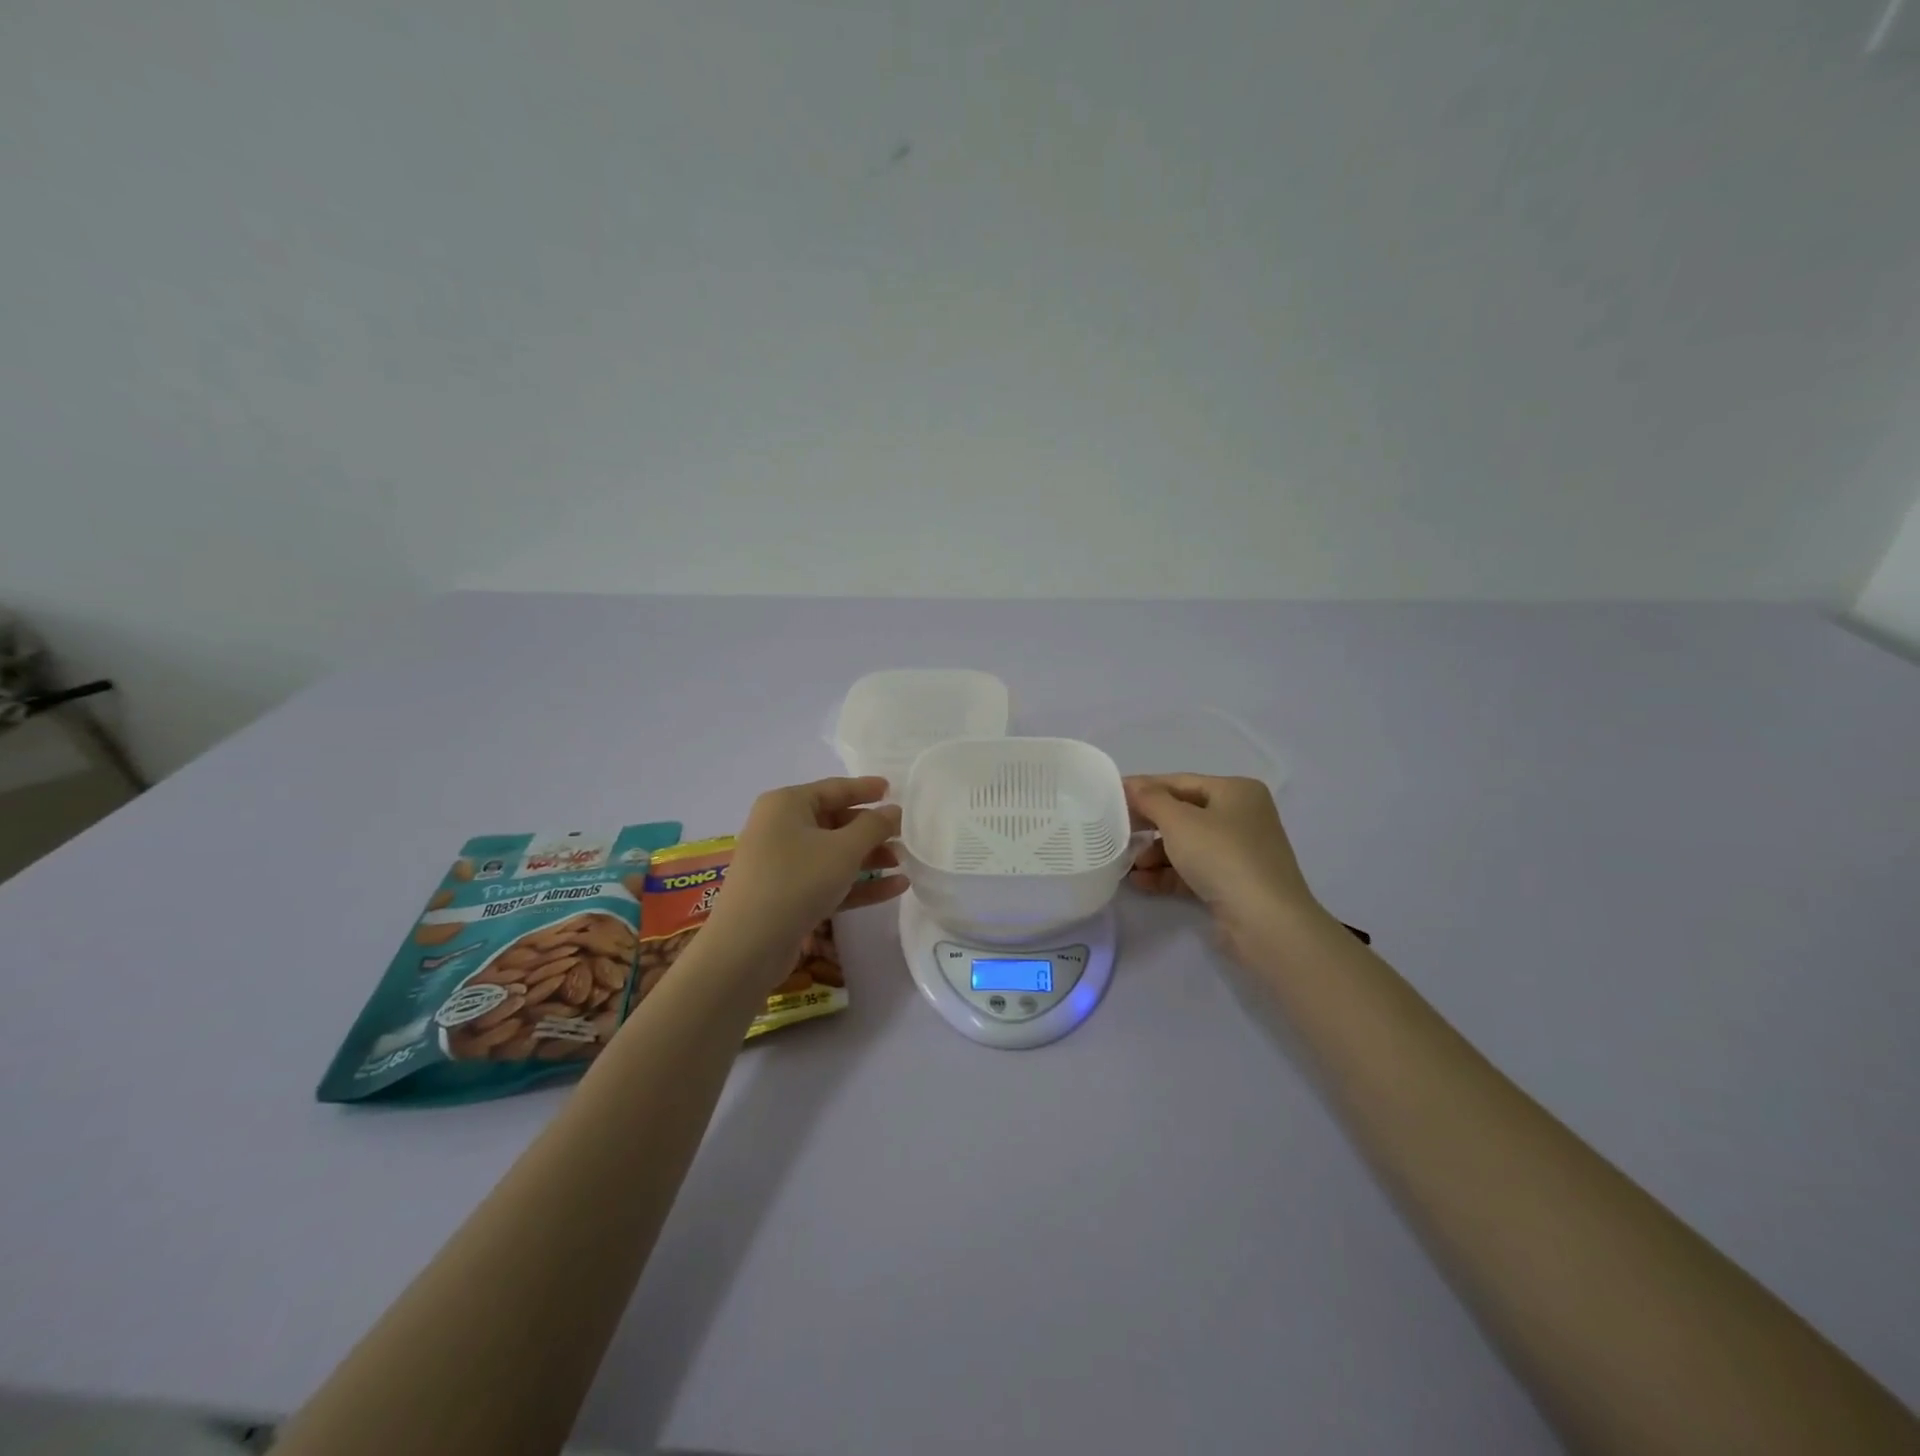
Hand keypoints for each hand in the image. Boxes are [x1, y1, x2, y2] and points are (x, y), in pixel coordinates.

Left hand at [703, 777, 907, 960]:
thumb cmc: (797, 881)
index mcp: (787, 804)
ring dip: (869, 858)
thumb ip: (874, 826)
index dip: (866, 789)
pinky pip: (829, 880)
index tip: (894, 790)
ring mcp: (783, 864)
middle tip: (905, 835)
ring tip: (904, 863)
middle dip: (872, 830)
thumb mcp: (843, 849)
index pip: (834, 789)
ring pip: (834, 854)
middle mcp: (781, 828)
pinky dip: (859, 883)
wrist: (748, 946)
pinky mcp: (788, 895)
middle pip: (835, 822)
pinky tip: (896, 888)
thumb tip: (893, 811)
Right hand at [1124, 775, 1322, 959]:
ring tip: (1128, 866)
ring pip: (1187, 844)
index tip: (1111, 797)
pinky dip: (1168, 873)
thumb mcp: (1179, 821)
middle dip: (1148, 826)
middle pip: (1183, 814)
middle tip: (1116, 832)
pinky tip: (1141, 882)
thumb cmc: (1222, 856)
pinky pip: (1194, 870)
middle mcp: (1241, 816)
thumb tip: (1130, 784)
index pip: (1180, 782)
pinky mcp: (1233, 882)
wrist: (1265, 921)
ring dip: (1154, 854)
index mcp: (1236, 791)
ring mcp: (1239, 851)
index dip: (1144, 788)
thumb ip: (1150, 799)